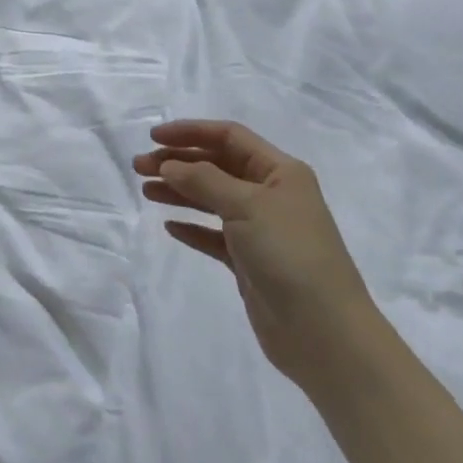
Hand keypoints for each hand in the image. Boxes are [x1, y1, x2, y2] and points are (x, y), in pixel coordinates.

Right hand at [134, 121, 375, 387]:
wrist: (323, 331)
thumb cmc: (289, 254)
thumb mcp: (246, 206)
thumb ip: (203, 180)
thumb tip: (169, 164)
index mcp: (280, 172)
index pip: (230, 137)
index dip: (191, 132)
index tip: (153, 137)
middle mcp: (271, 194)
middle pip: (217, 166)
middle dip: (178, 162)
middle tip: (139, 167)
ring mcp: (260, 229)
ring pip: (212, 199)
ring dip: (179, 191)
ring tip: (146, 191)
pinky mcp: (249, 261)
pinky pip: (214, 235)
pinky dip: (192, 227)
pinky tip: (170, 226)